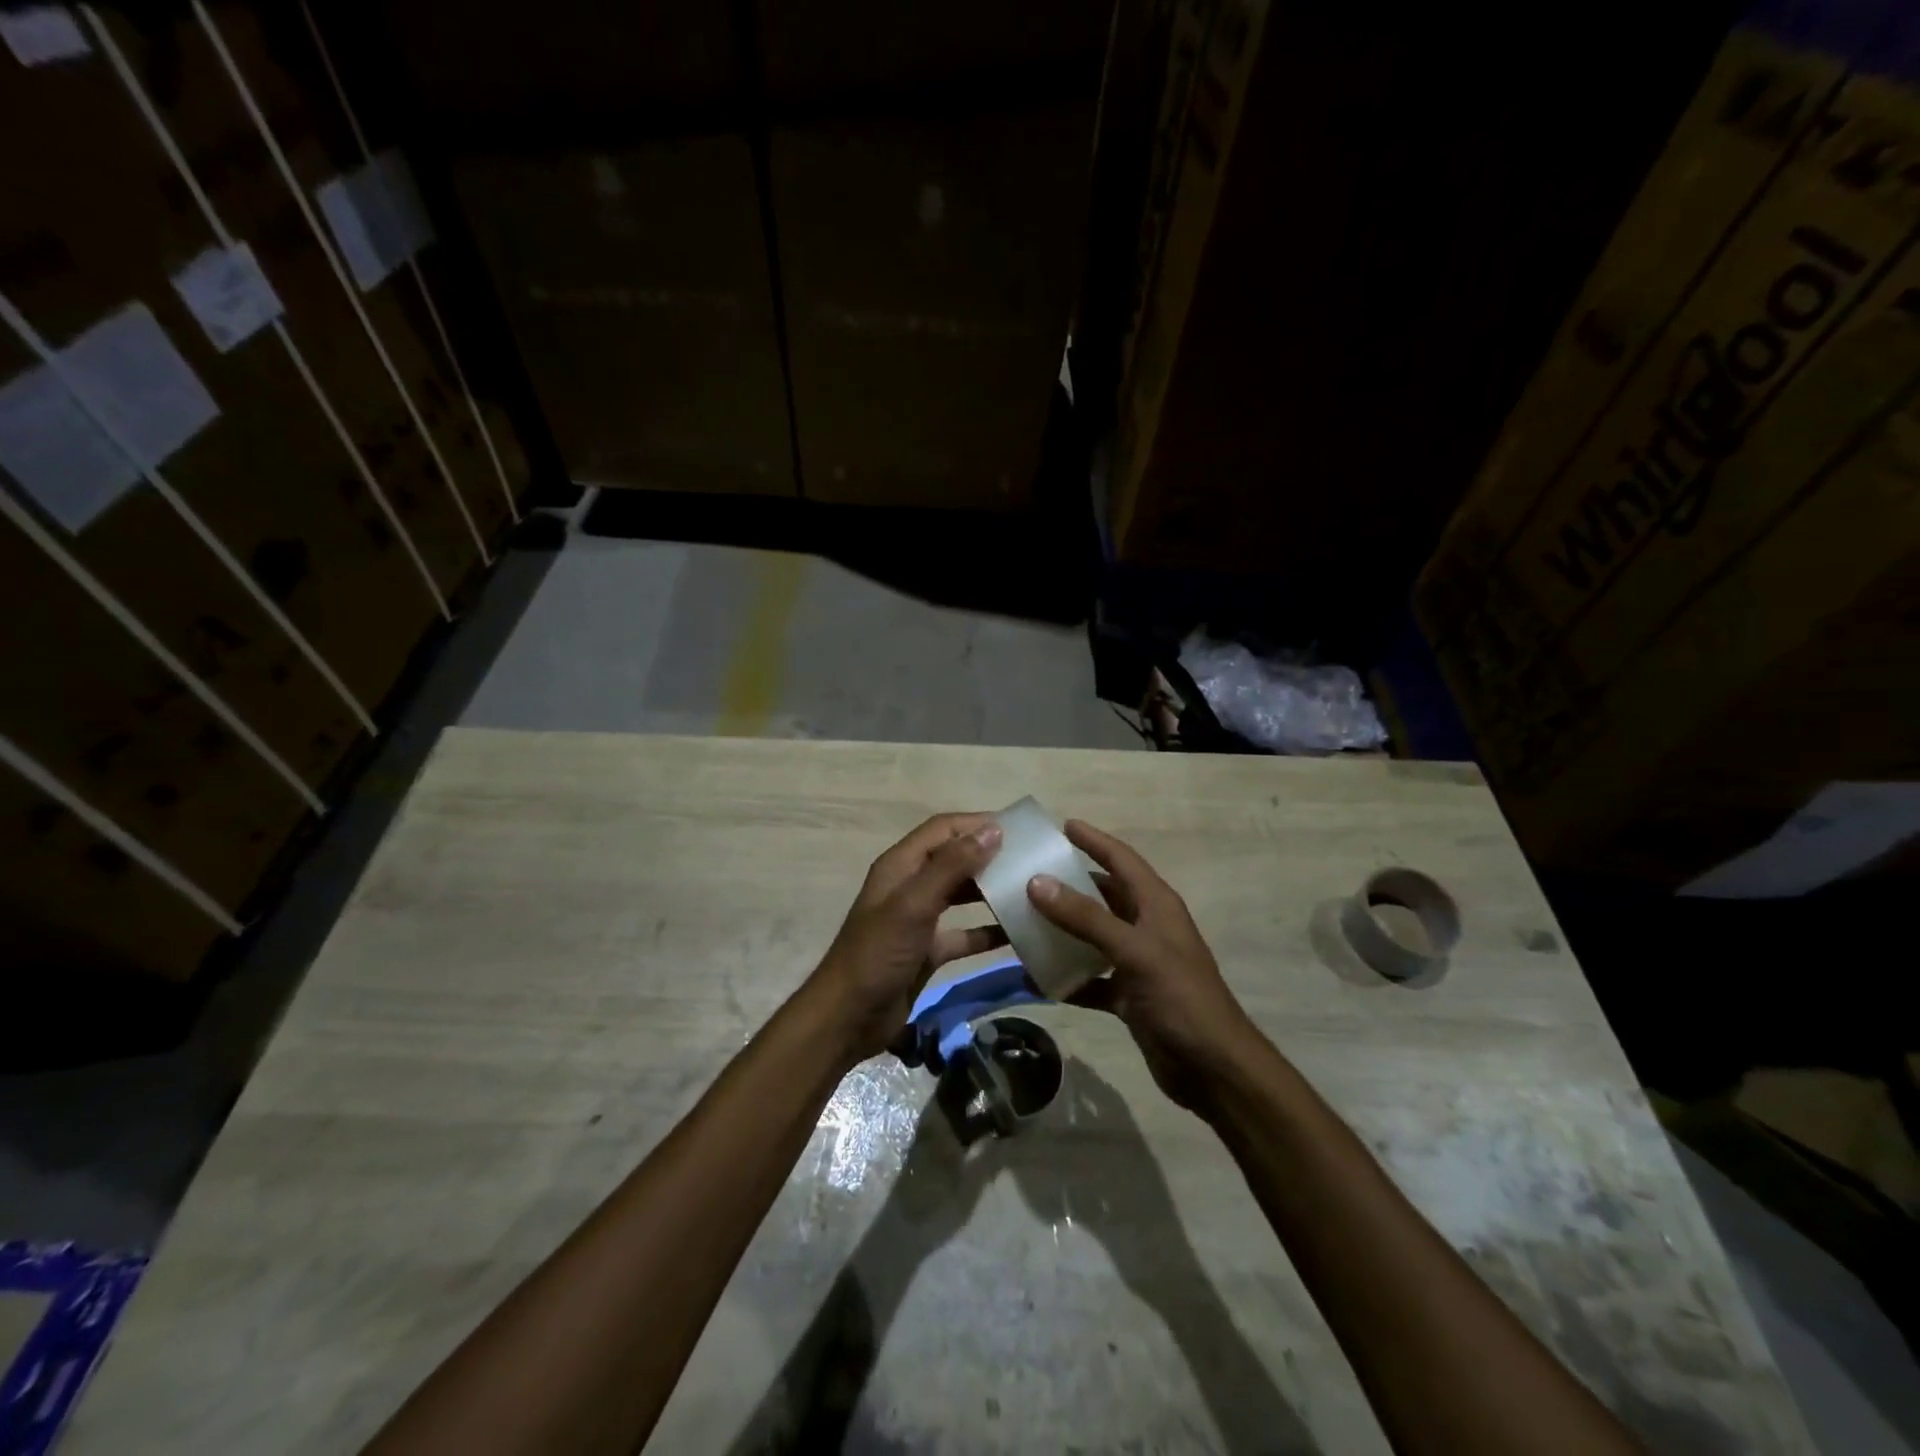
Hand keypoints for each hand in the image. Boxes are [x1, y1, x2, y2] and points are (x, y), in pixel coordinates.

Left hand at [806, 814, 1007, 1062]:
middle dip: (988, 856)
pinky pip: (963, 933)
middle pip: (953, 859)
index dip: (976, 824)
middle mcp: (909, 886)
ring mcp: (919, 919)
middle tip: (1029, 860)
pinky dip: (987, 932)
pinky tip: (1017, 935)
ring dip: (989, 891)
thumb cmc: (878, 954)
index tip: (1017, 828)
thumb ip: (951, 866)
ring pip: (960, 895)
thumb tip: (993, 830)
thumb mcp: (914, 905)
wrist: (848, 1017)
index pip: (942, 829)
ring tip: (1028, 890)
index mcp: (900, 866)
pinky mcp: (927, 950)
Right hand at [1027, 819, 1262, 1110]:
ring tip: (1021, 921)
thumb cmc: (1180, 997)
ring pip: (1092, 936)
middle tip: (1027, 874)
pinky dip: (1067, 978)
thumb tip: (1037, 882)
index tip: (1060, 825)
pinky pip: (1090, 978)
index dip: (1093, 840)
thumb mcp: (1134, 951)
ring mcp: (1137, 962)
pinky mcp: (1128, 995)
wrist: (1213, 1069)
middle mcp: (1146, 926)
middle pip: (1102, 895)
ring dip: (1062, 931)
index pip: (1121, 859)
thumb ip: (1086, 917)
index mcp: (1156, 904)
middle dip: (1068, 884)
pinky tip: (1036, 979)